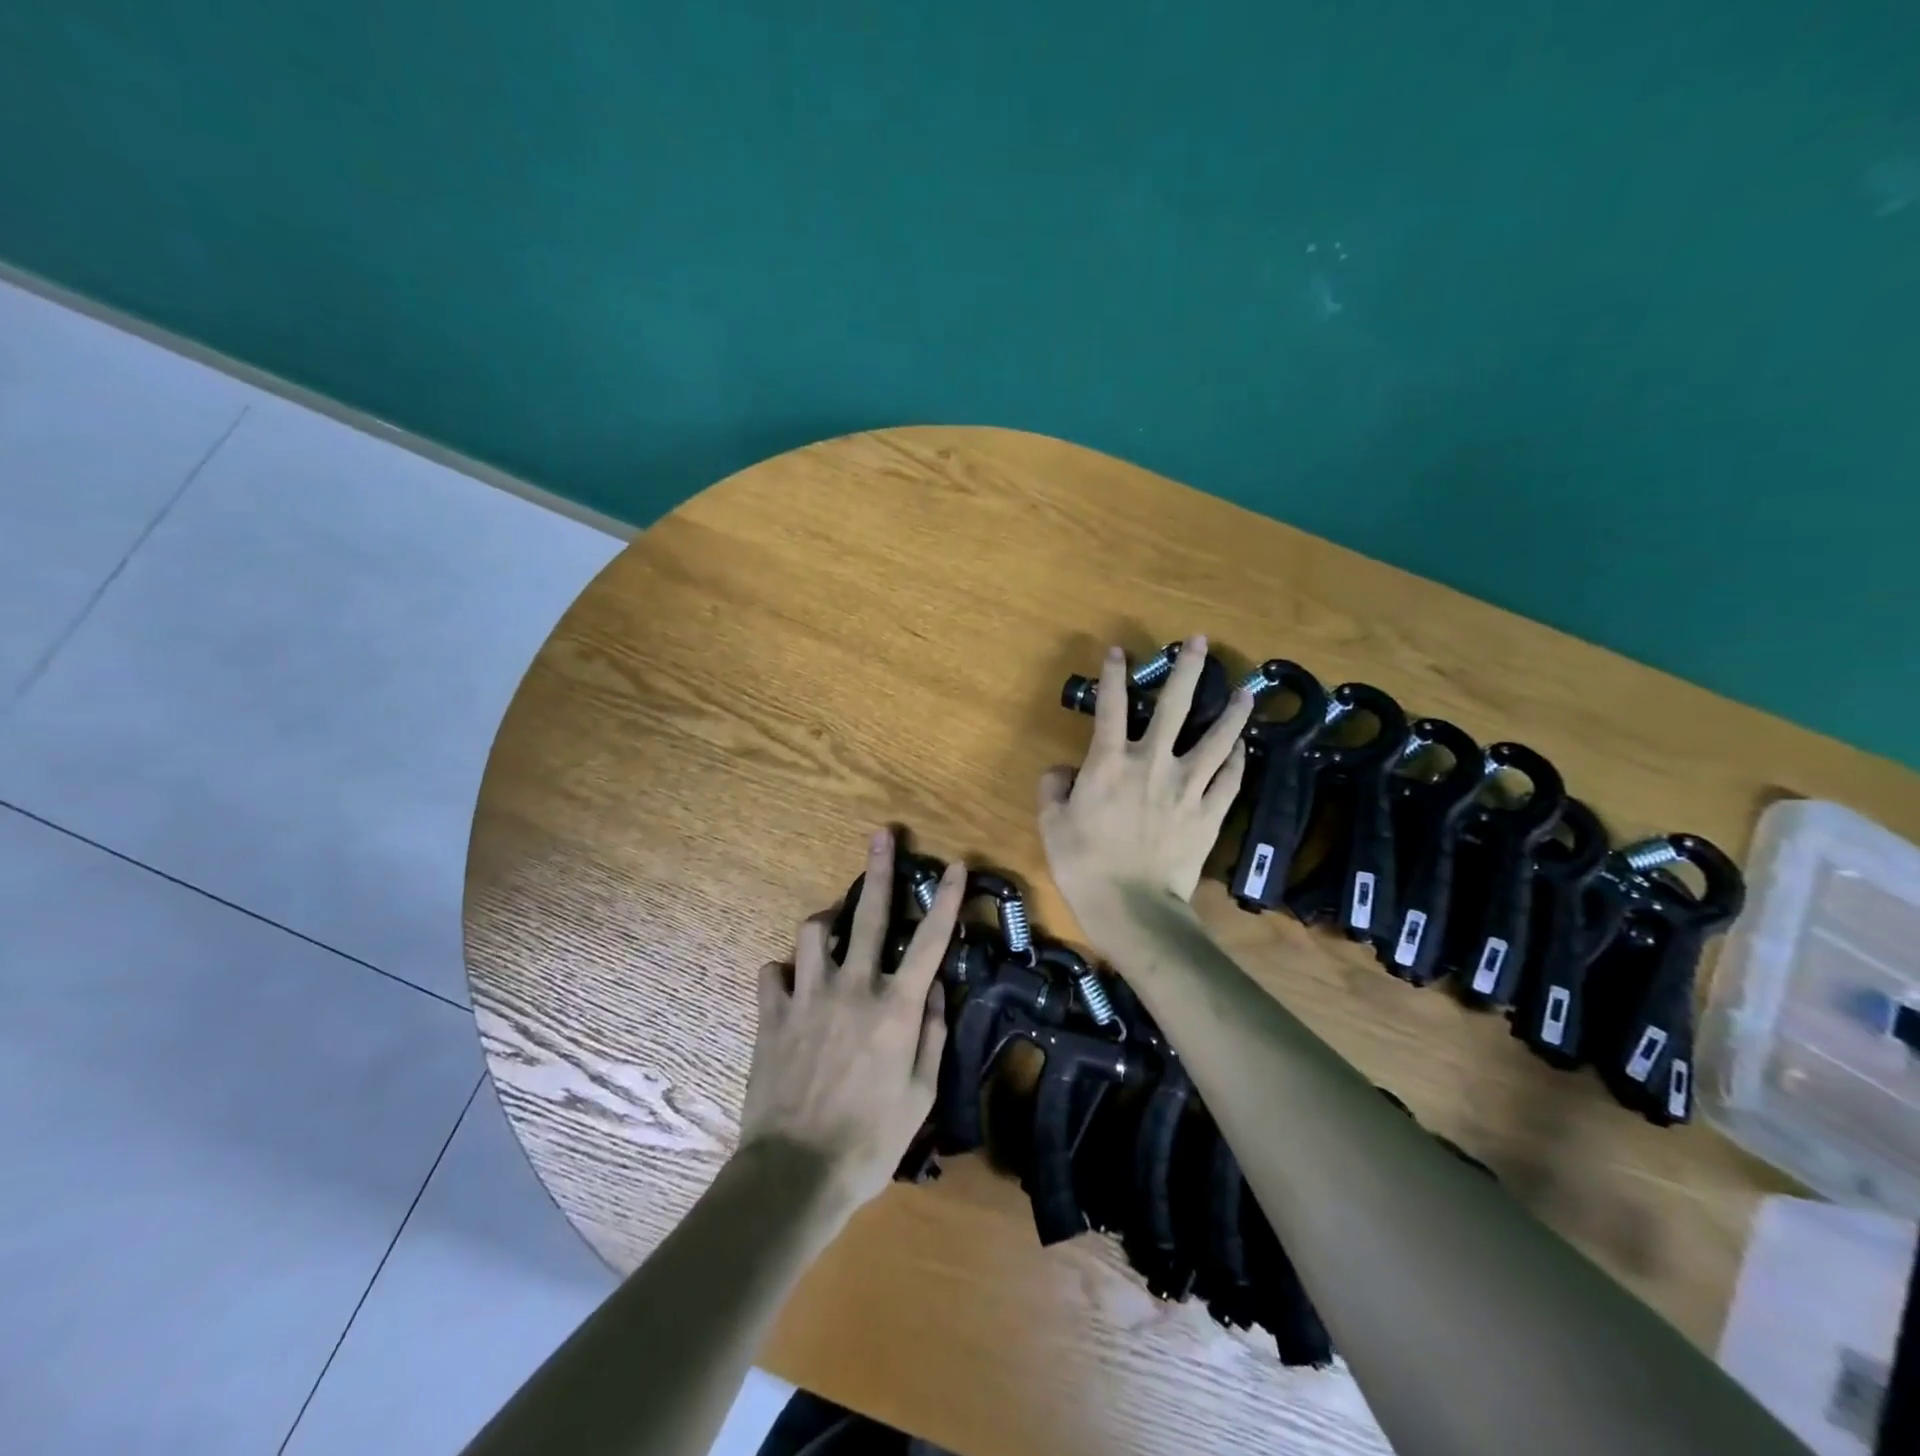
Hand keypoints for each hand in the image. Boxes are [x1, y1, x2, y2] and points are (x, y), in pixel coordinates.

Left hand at [740, 828, 963, 1215]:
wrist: (796, 1173)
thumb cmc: (870, 1141)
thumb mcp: (921, 1094)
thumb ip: (932, 1033)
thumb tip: (937, 988)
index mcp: (896, 1008)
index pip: (930, 942)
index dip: (947, 901)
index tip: (956, 865)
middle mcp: (854, 989)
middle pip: (869, 915)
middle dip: (878, 870)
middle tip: (881, 835)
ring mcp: (808, 997)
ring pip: (813, 932)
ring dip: (825, 923)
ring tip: (832, 929)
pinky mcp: (772, 1014)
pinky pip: (773, 973)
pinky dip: (784, 972)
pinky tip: (790, 985)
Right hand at [1039, 635, 1252, 918]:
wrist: (1131, 907)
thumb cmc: (1083, 864)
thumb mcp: (1051, 824)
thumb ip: (1054, 788)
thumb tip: (1063, 771)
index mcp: (1110, 762)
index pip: (1110, 706)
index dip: (1113, 675)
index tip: (1119, 650)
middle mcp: (1153, 763)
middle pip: (1174, 707)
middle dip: (1188, 670)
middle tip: (1200, 642)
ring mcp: (1188, 787)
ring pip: (1217, 740)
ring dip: (1232, 714)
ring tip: (1246, 693)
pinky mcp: (1210, 814)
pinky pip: (1229, 780)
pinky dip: (1237, 761)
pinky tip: (1243, 748)